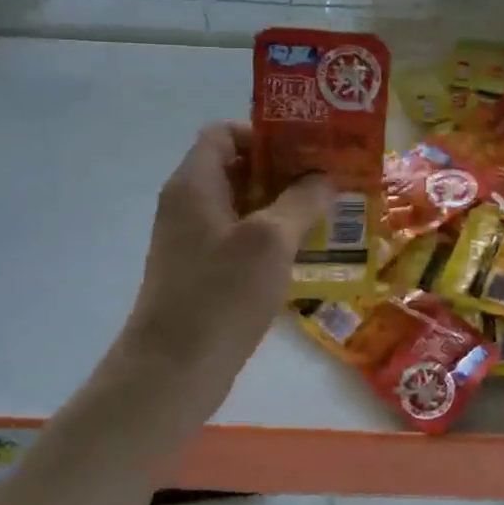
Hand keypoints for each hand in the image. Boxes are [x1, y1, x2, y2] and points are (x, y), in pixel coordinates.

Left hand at [119, 121, 329, 394]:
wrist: (172, 371)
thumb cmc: (220, 295)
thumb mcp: (270, 241)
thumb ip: (302, 201)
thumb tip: (326, 177)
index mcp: (195, 184)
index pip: (225, 133)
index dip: (266, 133)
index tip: (308, 148)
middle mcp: (189, 205)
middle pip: (238, 169)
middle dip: (286, 172)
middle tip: (331, 180)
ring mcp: (194, 242)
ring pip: (244, 208)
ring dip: (284, 208)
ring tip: (330, 215)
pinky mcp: (203, 275)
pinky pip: (241, 242)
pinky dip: (272, 241)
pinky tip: (308, 256)